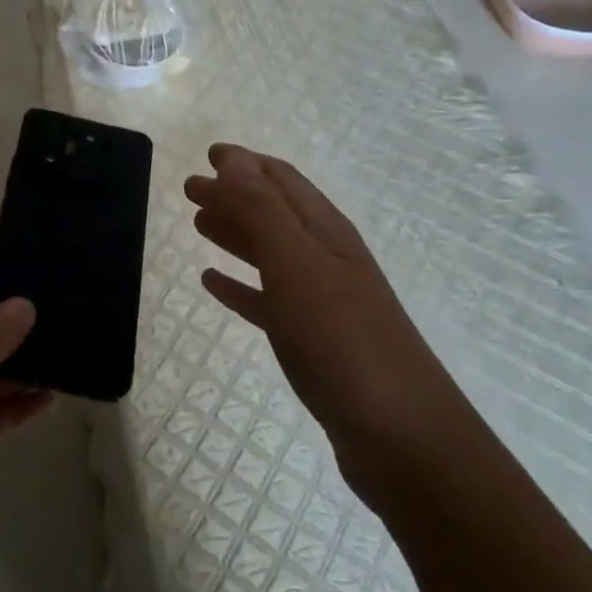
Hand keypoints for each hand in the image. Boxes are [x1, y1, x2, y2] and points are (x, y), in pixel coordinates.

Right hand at [185, 145, 457, 499]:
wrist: (401, 438)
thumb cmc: (345, 342)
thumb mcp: (298, 266)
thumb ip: (263, 211)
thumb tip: (233, 159)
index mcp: (327, 233)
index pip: (282, 181)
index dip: (246, 164)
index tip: (209, 153)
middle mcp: (326, 259)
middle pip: (274, 214)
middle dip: (234, 196)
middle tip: (190, 189)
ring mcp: (321, 303)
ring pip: (269, 254)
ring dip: (235, 234)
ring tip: (199, 225)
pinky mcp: (312, 343)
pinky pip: (266, 301)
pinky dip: (240, 286)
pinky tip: (214, 284)